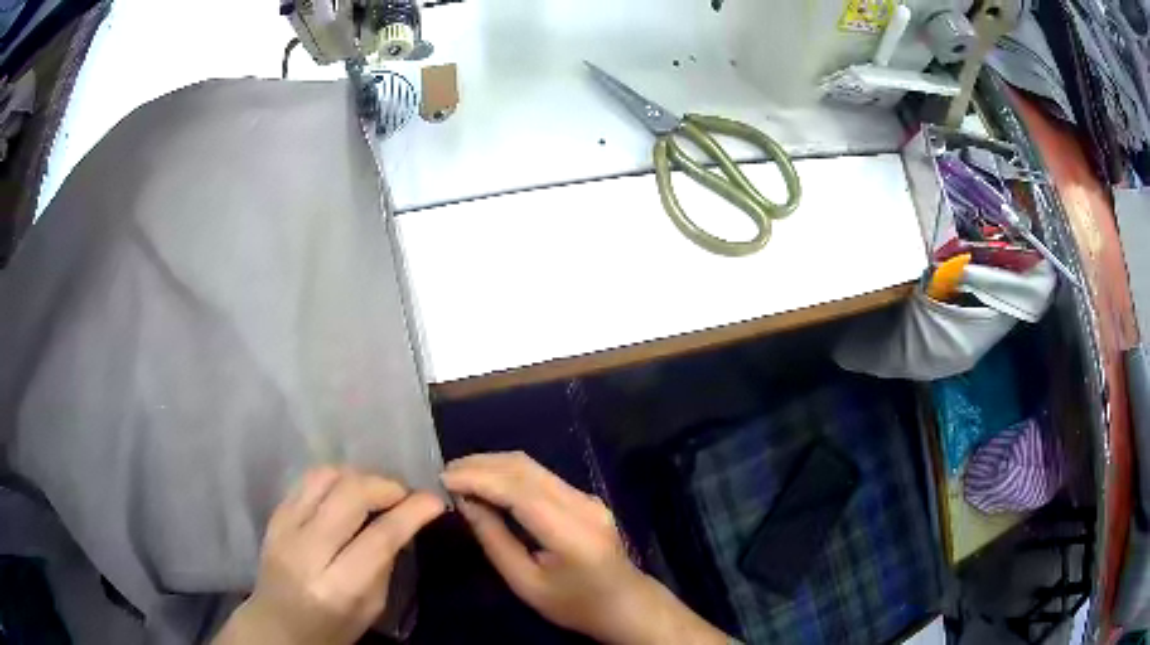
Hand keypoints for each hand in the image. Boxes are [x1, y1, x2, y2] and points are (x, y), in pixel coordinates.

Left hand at [213, 467, 444, 644]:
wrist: (276, 625)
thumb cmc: (332, 627)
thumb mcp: (371, 608)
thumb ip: (384, 564)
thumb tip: (402, 523)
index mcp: (337, 587)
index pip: (378, 538)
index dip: (410, 513)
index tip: (433, 500)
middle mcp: (306, 551)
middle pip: (349, 496)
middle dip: (385, 486)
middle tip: (404, 494)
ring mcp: (284, 528)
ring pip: (325, 477)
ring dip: (359, 477)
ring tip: (375, 490)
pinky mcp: (274, 515)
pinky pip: (307, 480)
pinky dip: (335, 479)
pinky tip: (347, 491)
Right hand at [442, 452, 728, 644]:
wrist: (625, 604)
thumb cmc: (574, 604)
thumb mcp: (526, 584)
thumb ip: (495, 541)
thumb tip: (465, 503)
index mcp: (571, 532)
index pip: (518, 491)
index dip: (478, 479)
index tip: (443, 478)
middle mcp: (582, 504)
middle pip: (525, 468)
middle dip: (481, 464)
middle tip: (445, 472)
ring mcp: (587, 497)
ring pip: (533, 466)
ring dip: (493, 464)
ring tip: (459, 473)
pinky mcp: (585, 497)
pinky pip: (541, 476)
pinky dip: (509, 473)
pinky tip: (488, 482)